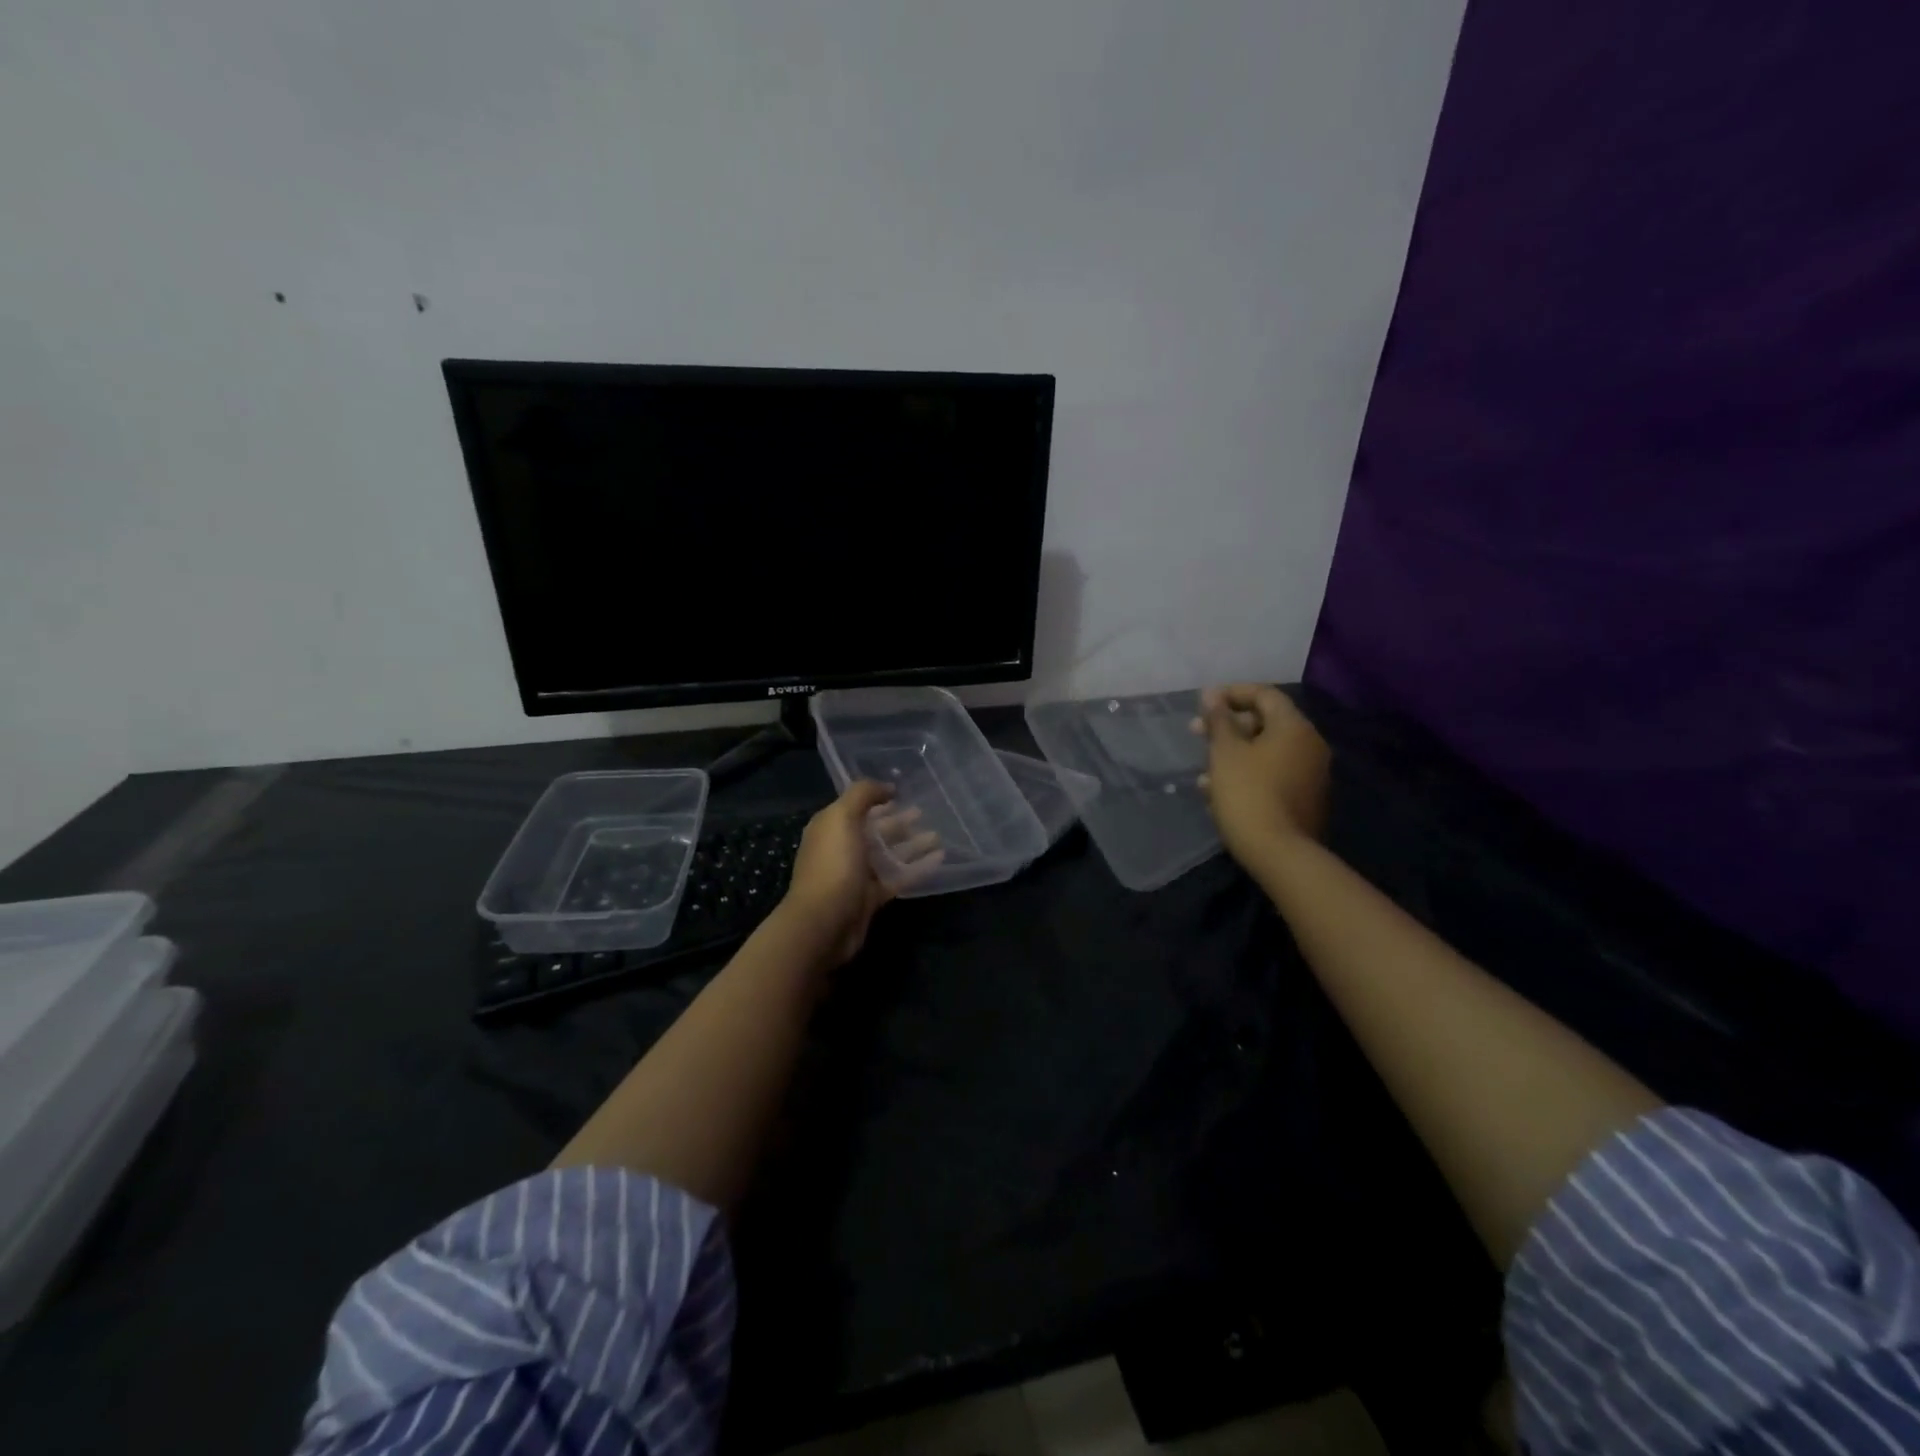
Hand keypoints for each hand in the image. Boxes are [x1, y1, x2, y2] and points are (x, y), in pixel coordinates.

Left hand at [780, 781, 934, 966]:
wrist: (824, 922)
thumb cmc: (833, 864)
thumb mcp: (842, 818)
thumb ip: (862, 794)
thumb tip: (887, 786)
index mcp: (831, 828)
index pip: (857, 807)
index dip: (879, 799)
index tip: (904, 792)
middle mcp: (843, 848)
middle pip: (876, 831)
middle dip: (899, 821)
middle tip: (926, 812)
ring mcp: (857, 875)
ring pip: (889, 854)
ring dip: (912, 844)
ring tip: (938, 836)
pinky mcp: (871, 897)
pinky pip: (898, 877)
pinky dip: (917, 868)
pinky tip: (939, 859)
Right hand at [1191, 684, 1330, 866]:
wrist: (1279, 853)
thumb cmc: (1248, 793)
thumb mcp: (1225, 752)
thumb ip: (1219, 720)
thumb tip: (1212, 695)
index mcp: (1294, 727)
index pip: (1264, 694)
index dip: (1232, 693)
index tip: (1202, 703)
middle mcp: (1310, 745)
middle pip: (1266, 723)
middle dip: (1228, 727)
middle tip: (1196, 734)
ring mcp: (1311, 775)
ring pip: (1266, 752)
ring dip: (1233, 755)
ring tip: (1203, 772)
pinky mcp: (1304, 800)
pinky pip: (1272, 775)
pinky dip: (1247, 775)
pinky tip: (1219, 793)